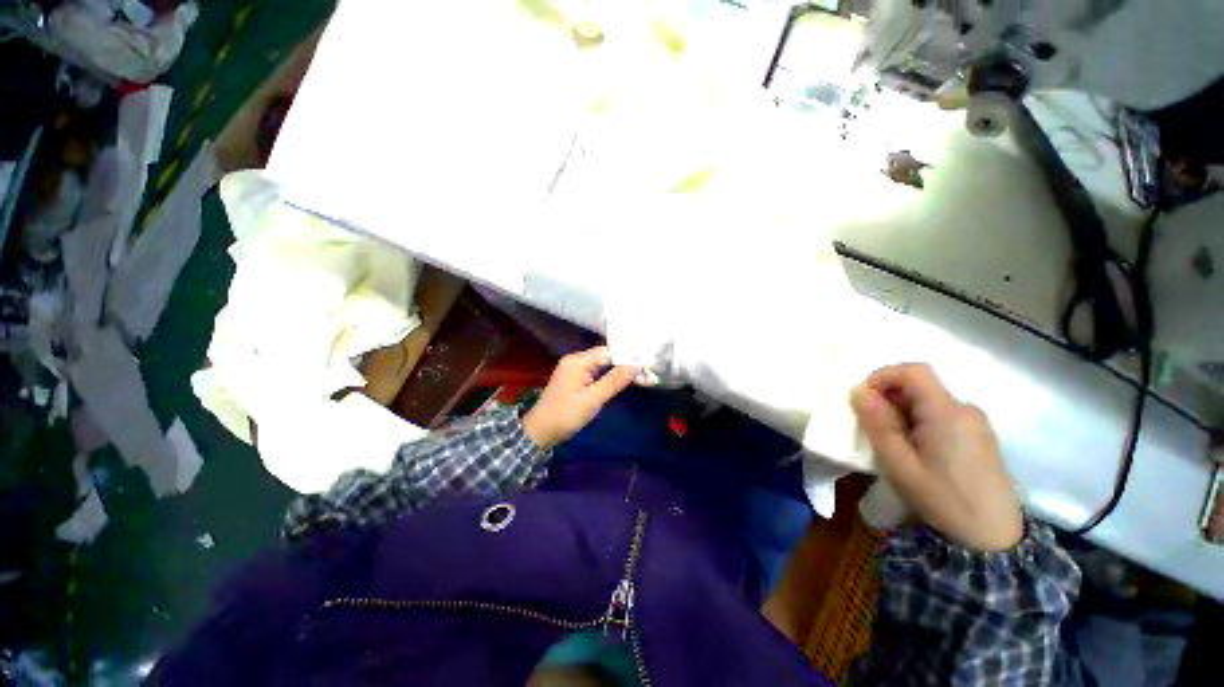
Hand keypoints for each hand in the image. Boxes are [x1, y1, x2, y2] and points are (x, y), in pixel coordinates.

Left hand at [521, 347, 637, 448]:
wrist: (541, 431)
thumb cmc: (566, 414)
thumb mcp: (593, 399)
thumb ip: (615, 380)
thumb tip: (636, 365)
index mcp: (578, 360)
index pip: (609, 352)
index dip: (628, 358)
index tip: (647, 366)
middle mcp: (576, 360)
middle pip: (606, 357)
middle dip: (625, 365)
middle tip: (648, 374)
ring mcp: (574, 369)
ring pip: (602, 365)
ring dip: (619, 372)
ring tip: (641, 377)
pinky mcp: (574, 378)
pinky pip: (596, 373)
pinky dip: (609, 378)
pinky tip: (622, 382)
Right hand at [850, 363, 1023, 551]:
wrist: (994, 539)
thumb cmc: (943, 499)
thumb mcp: (899, 464)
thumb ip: (878, 424)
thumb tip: (859, 391)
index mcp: (948, 413)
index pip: (914, 371)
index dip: (883, 376)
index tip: (863, 398)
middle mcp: (965, 409)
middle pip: (920, 386)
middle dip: (888, 399)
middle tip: (872, 428)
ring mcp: (976, 423)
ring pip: (929, 402)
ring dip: (902, 413)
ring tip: (892, 444)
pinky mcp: (979, 437)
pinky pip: (941, 416)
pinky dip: (918, 423)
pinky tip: (915, 452)